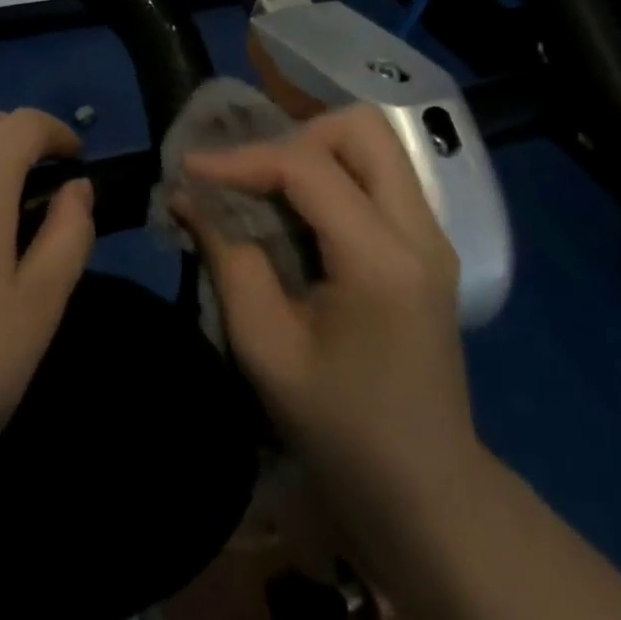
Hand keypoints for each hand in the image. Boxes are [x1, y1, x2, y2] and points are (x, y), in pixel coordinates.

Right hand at [174, 105, 481, 531]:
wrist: (426, 491)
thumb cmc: (341, 429)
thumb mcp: (266, 349)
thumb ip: (227, 260)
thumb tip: (188, 196)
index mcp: (382, 260)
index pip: (309, 168)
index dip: (242, 158)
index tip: (190, 167)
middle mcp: (420, 231)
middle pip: (362, 128)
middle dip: (294, 136)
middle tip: (250, 175)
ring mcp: (432, 235)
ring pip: (374, 144)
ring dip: (315, 150)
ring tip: (269, 188)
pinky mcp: (427, 245)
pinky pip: (378, 175)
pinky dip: (332, 173)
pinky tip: (298, 212)